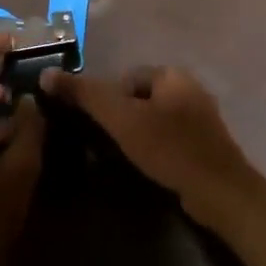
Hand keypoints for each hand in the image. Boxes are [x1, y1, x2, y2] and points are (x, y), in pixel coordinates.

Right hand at [38, 65, 262, 223]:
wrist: (218, 191)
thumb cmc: (168, 148)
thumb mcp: (120, 119)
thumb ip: (85, 95)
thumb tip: (46, 74)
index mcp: (172, 74)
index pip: (125, 78)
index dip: (108, 101)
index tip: (102, 128)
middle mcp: (190, 88)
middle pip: (139, 98)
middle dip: (123, 119)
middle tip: (111, 145)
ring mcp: (201, 116)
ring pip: (154, 119)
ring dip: (139, 135)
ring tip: (128, 158)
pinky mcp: (206, 143)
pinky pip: (170, 137)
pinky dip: (157, 148)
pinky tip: (152, 166)